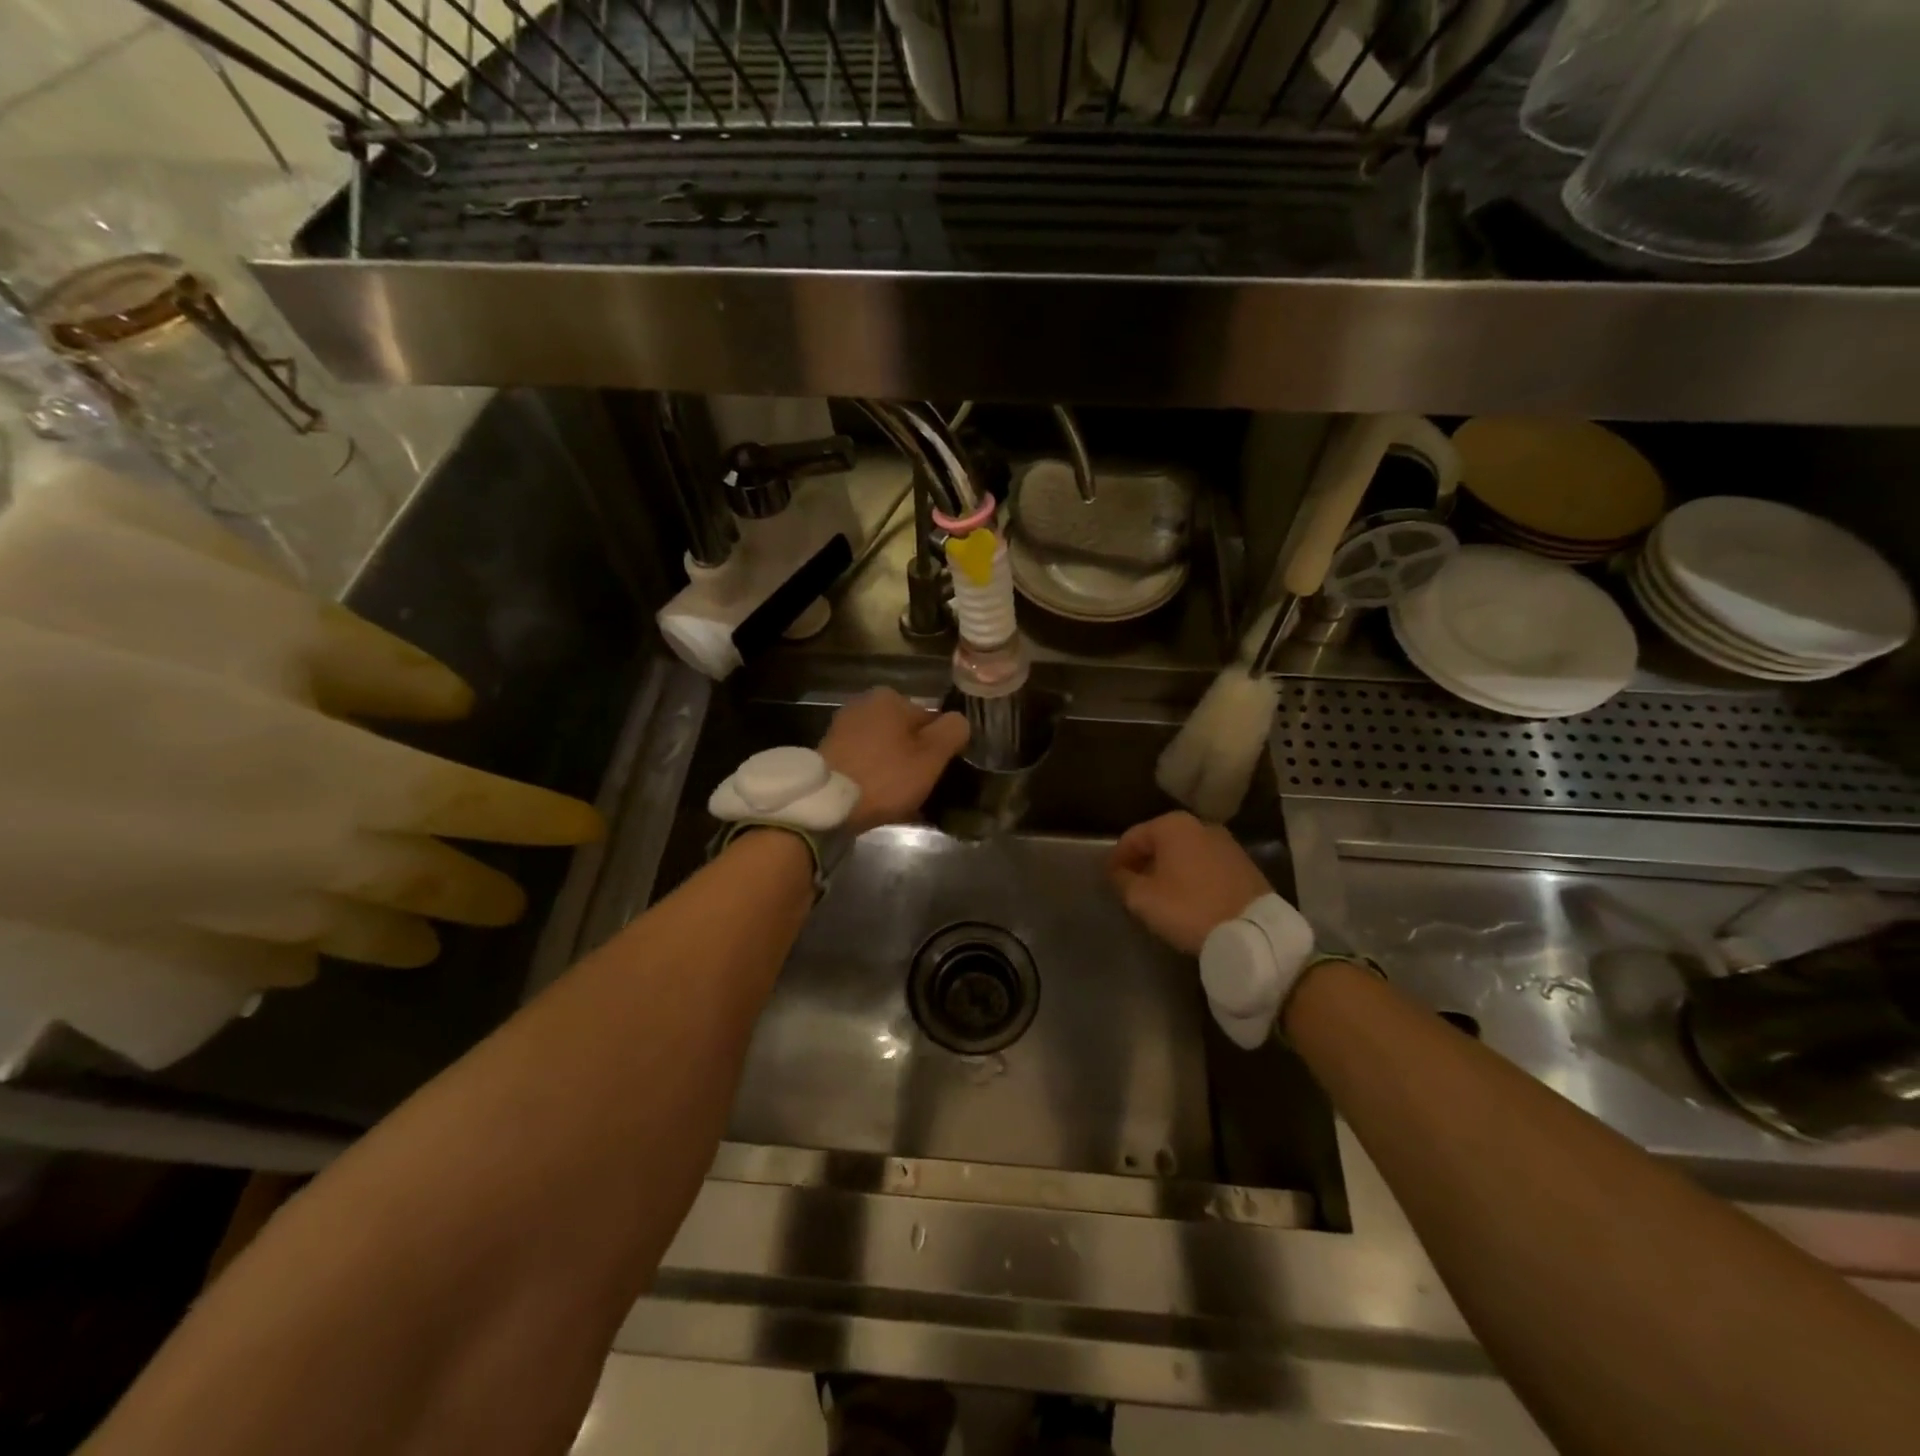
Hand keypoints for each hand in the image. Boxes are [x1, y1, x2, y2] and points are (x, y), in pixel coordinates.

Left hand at [819, 688, 968, 832]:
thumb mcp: (932, 755)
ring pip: (885, 751)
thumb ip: (953, 731)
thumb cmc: (885, 775)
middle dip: (915, 760)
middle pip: (905, 735)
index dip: (939, 749)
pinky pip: (865, 763)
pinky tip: (881, 801)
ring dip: (896, 771)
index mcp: (890, 697)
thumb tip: (958, 722)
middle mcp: (864, 704)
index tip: (938, 775)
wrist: (827, 803)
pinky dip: (876, 778)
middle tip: (921, 790)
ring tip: (902, 802)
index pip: (930, 720)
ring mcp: (843, 728)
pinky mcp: (830, 752)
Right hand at [1109, 811, 1274, 955]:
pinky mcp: (1244, 864)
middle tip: (1132, 887)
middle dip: (1143, 862)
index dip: (1116, 858)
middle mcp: (1200, 825)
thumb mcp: (1143, 898)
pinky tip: (1188, 899)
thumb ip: (1122, 881)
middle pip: (1160, 842)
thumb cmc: (1190, 908)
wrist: (1253, 931)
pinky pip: (1206, 865)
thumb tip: (1117, 872)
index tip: (1109, 879)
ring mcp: (1226, 843)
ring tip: (1159, 895)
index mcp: (1172, 826)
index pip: (1132, 837)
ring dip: (1168, 869)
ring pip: (1184, 853)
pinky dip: (1191, 876)